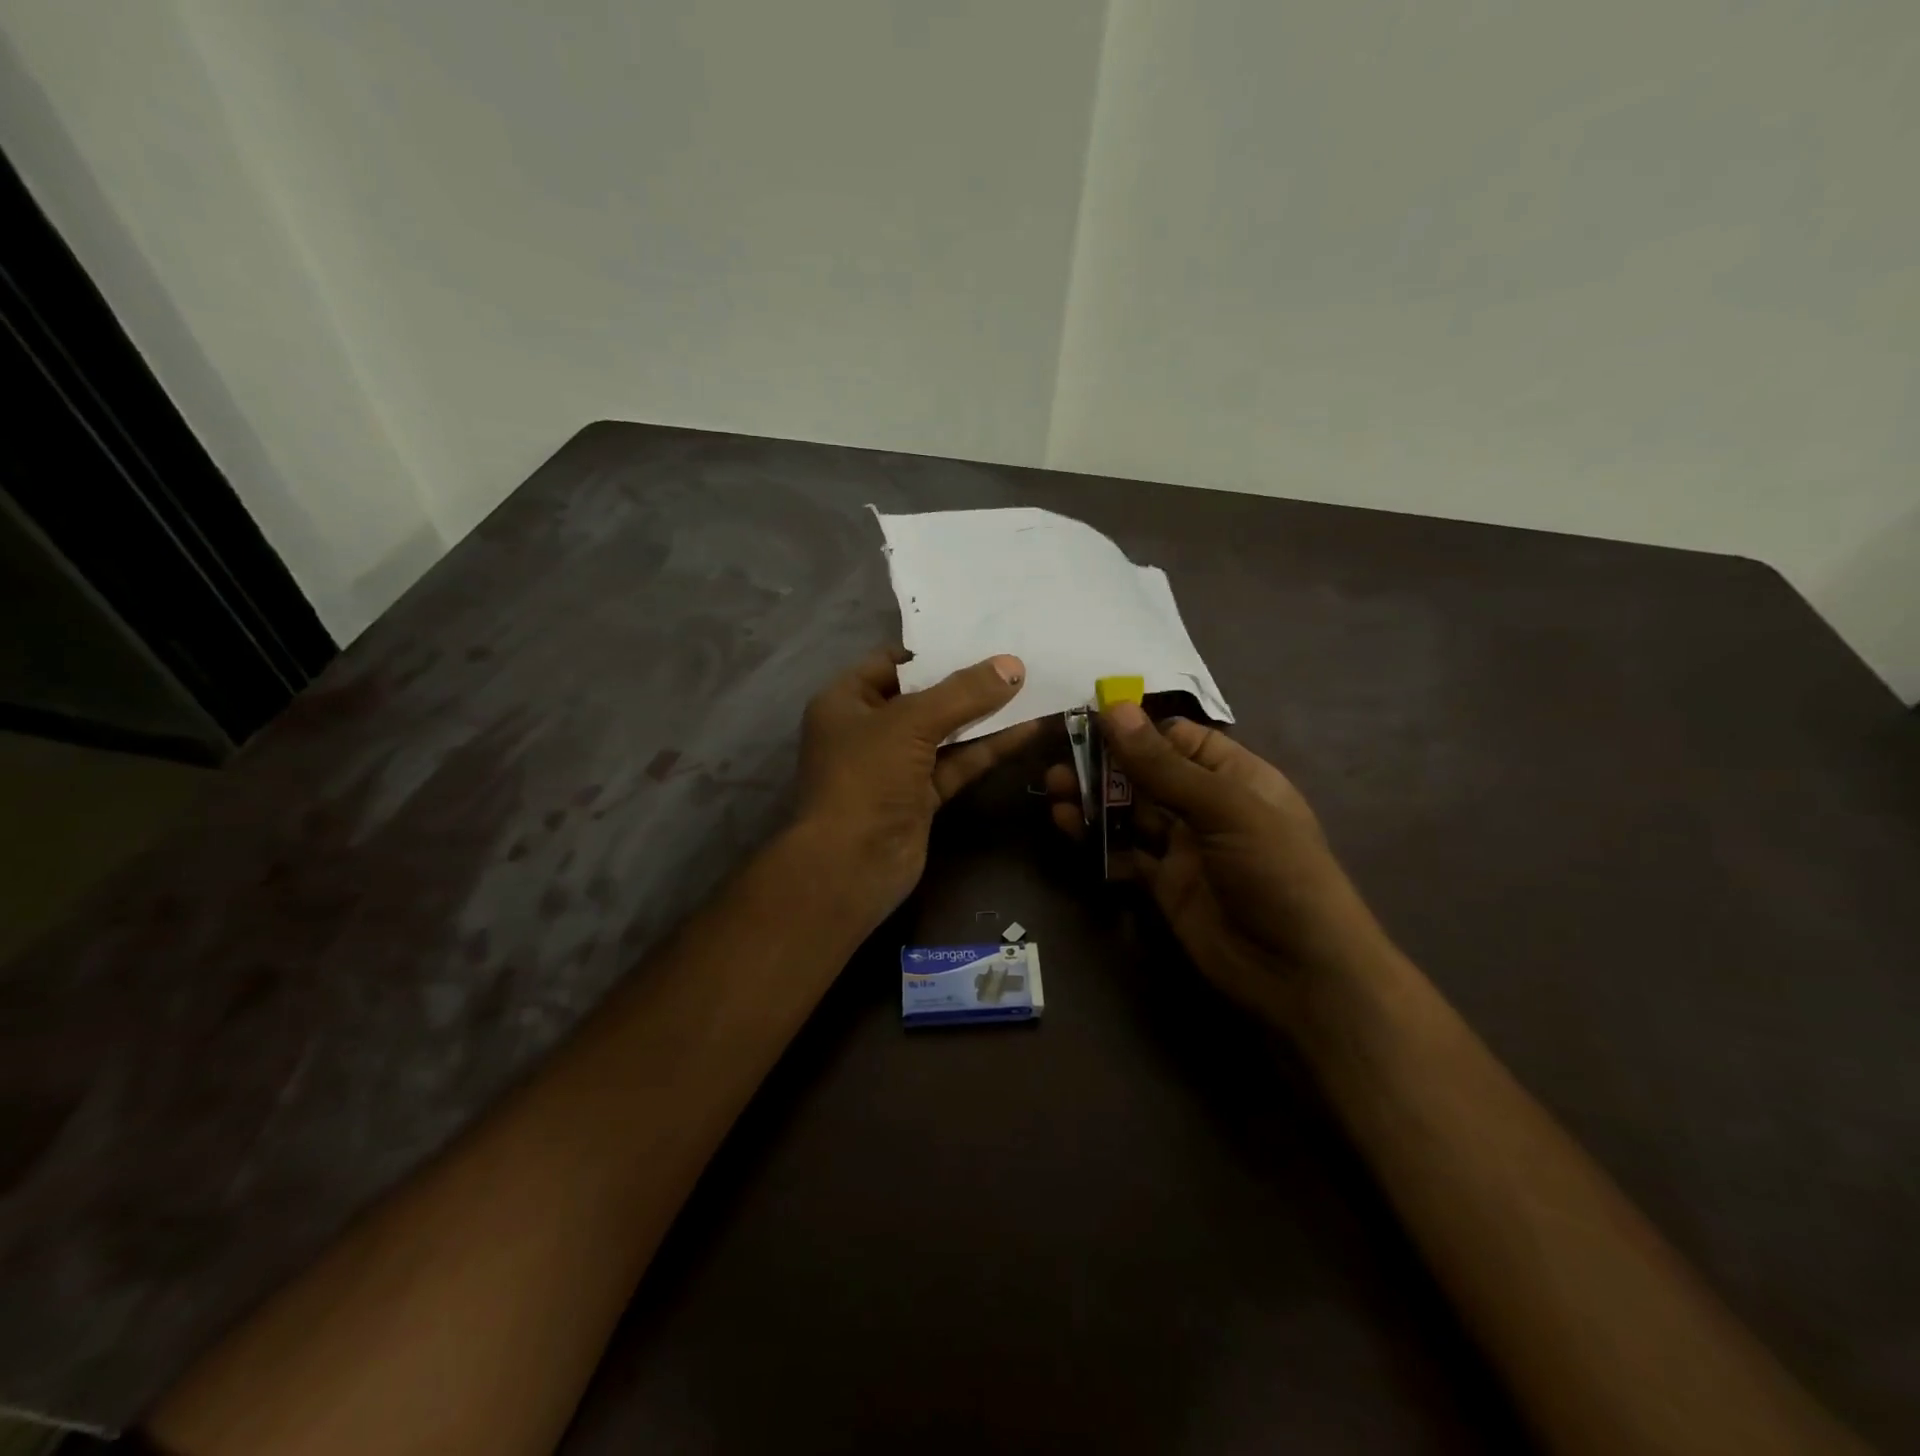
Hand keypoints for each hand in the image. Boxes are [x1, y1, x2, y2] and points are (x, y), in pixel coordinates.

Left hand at [797, 647, 1038, 929]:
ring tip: (1031, 688)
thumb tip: (1012, 666)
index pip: (891, 662)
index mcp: (846, 700)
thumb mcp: (910, 724)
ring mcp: (896, 765)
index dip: (933, 651)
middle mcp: (869, 729)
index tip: (979, 638)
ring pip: (945, 731)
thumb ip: (962, 693)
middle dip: (966, 681)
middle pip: (923, 696)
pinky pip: (958, 762)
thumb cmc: (866, 778)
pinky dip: (988, 748)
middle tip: (1014, 660)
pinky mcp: (921, 796)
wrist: (851, 865)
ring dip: (983, 715)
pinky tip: (1026, 730)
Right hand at [1045, 703, 1388, 1029]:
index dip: (1136, 727)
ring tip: (1054, 787)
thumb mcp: (1224, 809)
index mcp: (1235, 775)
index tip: (1088, 717)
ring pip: (1129, 811)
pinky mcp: (1163, 884)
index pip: (1179, 737)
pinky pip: (1122, 852)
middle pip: (1146, 773)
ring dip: (1093, 798)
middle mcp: (1206, 805)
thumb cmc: (1276, 872)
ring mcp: (1183, 847)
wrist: (1298, 973)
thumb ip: (1163, 765)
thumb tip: (1114, 709)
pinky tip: (1066, 824)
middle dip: (1104, 763)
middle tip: (1059, 756)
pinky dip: (1094, 838)